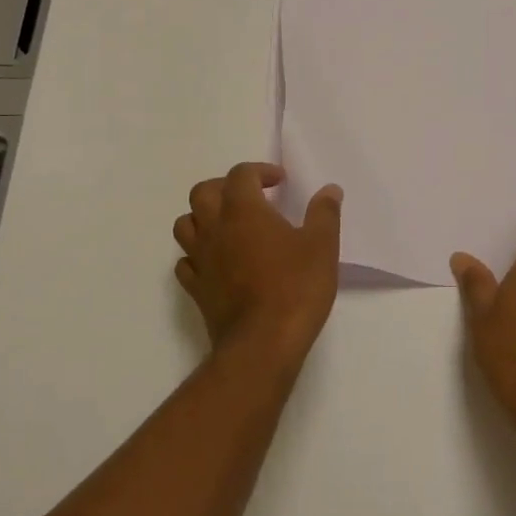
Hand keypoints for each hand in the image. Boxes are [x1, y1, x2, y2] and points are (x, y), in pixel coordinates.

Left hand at [173, 163, 343, 363]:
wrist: (262, 344)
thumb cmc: (295, 288)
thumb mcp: (321, 247)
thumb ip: (324, 213)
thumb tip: (330, 190)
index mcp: (243, 210)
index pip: (241, 174)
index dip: (260, 171)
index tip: (280, 182)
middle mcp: (214, 228)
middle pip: (202, 192)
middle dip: (224, 187)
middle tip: (249, 198)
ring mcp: (200, 259)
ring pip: (185, 224)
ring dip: (203, 218)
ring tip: (227, 226)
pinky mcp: (196, 288)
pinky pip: (186, 262)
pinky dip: (197, 255)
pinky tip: (216, 262)